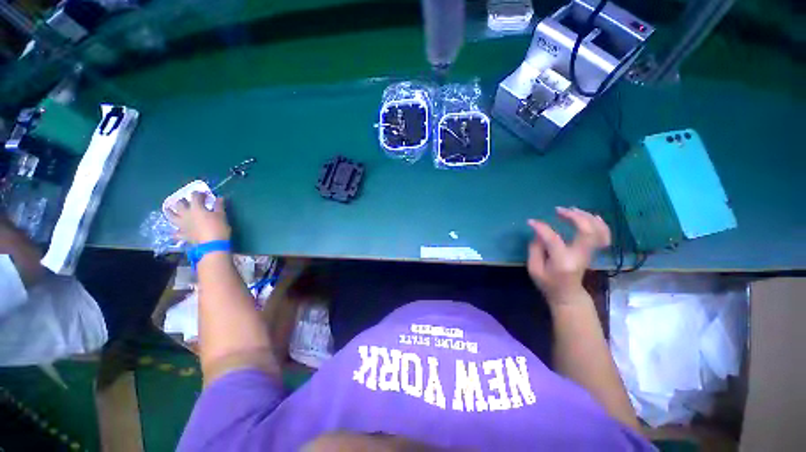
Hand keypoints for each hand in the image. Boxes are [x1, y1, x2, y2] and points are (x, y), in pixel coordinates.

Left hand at [168, 192, 230, 244]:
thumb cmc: (218, 228)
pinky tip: (177, 230)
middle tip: (189, 202)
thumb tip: (219, 197)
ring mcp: (182, 224)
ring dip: (170, 212)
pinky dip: (176, 230)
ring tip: (170, 209)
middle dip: (184, 201)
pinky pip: (175, 232)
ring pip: (171, 216)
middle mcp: (185, 214)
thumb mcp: (221, 215)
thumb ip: (219, 205)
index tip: (204, 194)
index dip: (199, 194)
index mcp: (196, 208)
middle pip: (180, 204)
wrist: (212, 244)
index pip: (195, 196)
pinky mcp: (182, 234)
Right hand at [527, 207, 610, 304]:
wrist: (568, 295)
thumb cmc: (548, 283)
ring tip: (572, 209)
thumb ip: (535, 249)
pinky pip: (603, 234)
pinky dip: (599, 223)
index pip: (554, 240)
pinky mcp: (592, 251)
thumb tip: (539, 232)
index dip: (542, 228)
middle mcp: (580, 256)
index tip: (531, 221)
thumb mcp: (534, 268)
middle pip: (587, 231)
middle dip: (574, 216)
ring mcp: (589, 253)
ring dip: (586, 217)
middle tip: (558, 210)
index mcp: (563, 262)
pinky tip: (590, 216)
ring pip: (599, 231)